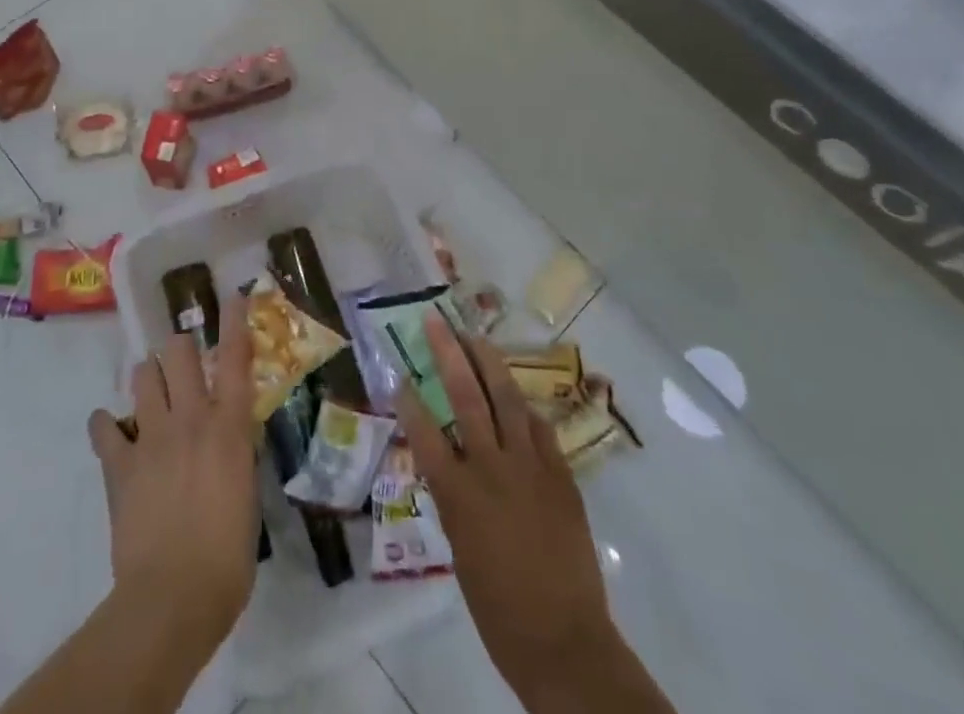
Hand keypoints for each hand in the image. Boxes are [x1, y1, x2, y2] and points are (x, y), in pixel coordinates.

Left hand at [88, 293, 258, 650]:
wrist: (173, 597)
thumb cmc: (227, 556)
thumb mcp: (248, 495)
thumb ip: (238, 454)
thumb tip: (233, 435)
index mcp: (228, 426)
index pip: (235, 358)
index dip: (233, 321)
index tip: (232, 295)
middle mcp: (190, 418)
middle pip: (179, 352)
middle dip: (181, 349)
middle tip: (184, 364)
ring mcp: (151, 437)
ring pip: (143, 375)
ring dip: (149, 378)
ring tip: (152, 394)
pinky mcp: (119, 463)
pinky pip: (103, 427)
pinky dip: (106, 426)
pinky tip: (112, 433)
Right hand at [398, 316, 645, 710]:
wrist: (565, 642)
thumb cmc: (499, 609)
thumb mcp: (460, 551)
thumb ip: (453, 499)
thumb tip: (446, 463)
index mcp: (460, 495)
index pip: (426, 433)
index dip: (409, 401)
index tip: (399, 373)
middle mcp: (492, 469)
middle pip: (467, 398)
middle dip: (449, 354)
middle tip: (437, 321)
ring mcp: (531, 467)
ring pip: (507, 399)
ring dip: (489, 362)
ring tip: (475, 335)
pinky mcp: (561, 474)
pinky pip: (539, 428)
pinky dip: (524, 408)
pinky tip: (516, 395)